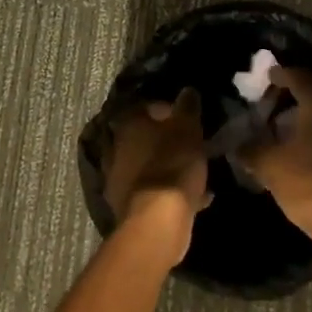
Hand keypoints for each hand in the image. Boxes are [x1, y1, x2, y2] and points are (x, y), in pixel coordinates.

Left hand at [103, 89, 208, 263]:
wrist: (158, 221)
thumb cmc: (173, 164)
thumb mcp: (188, 128)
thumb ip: (188, 107)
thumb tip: (187, 90)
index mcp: (128, 126)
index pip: (144, 107)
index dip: (166, 109)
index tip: (185, 116)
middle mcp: (115, 150)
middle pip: (144, 138)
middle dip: (165, 140)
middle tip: (188, 143)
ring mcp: (118, 180)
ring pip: (147, 165)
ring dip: (166, 166)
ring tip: (192, 170)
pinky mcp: (127, 207)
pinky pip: (152, 191)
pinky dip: (169, 191)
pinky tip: (195, 197)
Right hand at [240, 66, 311, 248]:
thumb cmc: (309, 184)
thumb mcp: (270, 167)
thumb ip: (251, 150)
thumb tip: (237, 144)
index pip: (300, 78)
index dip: (282, 75)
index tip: (268, 76)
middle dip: (298, 95)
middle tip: (277, 105)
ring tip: (290, 131)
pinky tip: (310, 154)